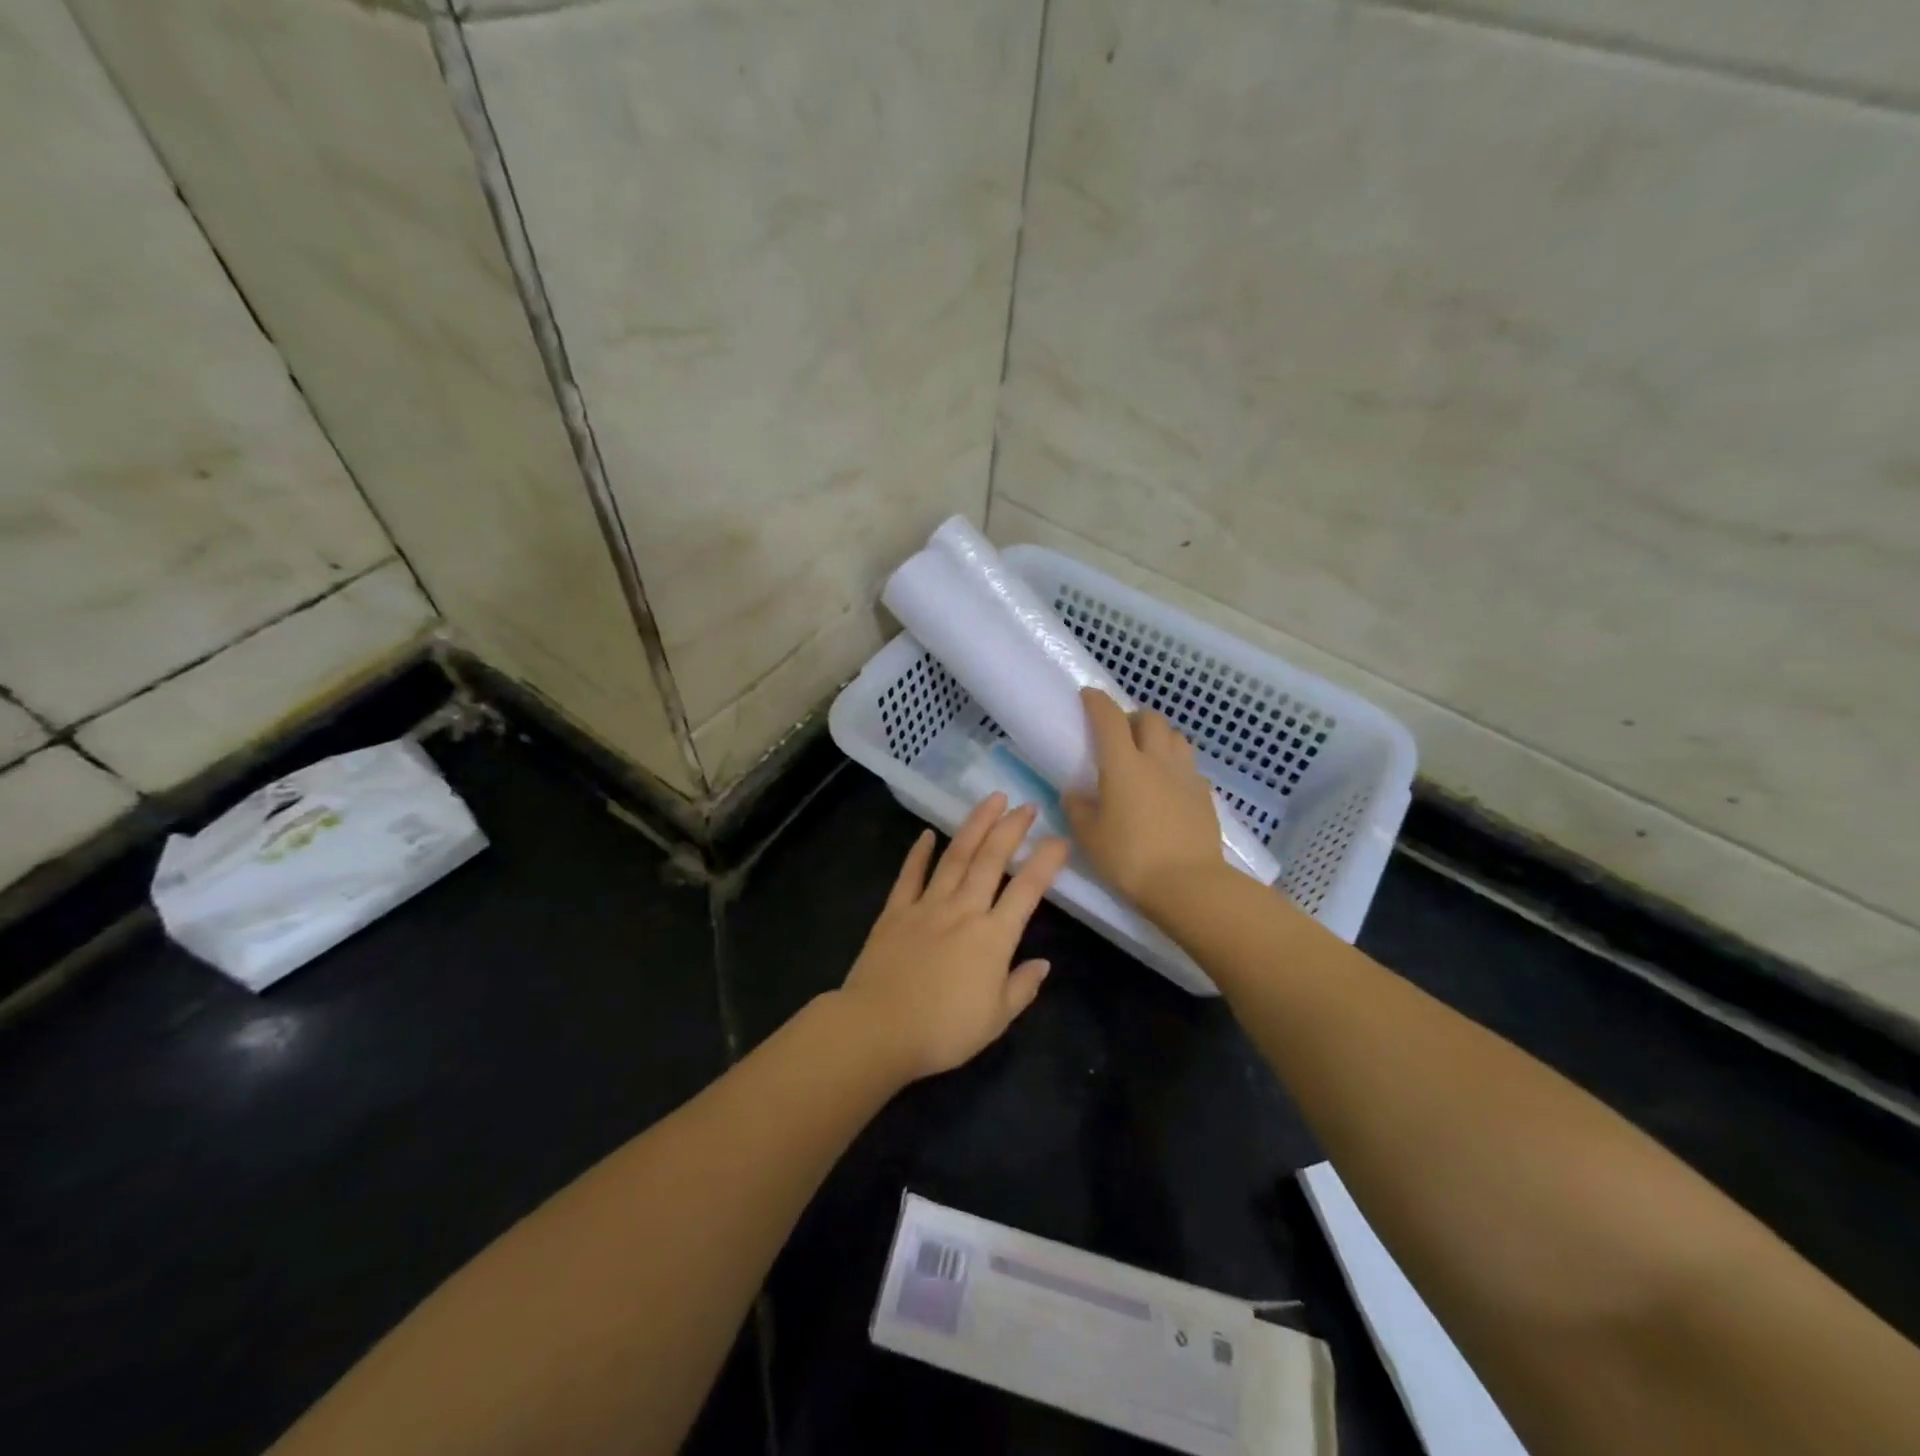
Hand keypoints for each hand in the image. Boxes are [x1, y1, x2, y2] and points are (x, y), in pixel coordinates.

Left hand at [837, 793, 1070, 1082]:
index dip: (1046, 861)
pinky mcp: (895, 911)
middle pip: (991, 860)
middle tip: (1027, 805)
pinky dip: (919, 852)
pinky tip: (927, 834)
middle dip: (1011, 828)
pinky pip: (910, 875)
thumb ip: (1022, 987)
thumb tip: (1043, 962)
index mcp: (993, 937)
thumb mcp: (996, 1020)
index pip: (1027, 889)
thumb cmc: (943, 1031)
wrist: (878, 1029)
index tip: (1060, 839)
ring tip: (991, 800)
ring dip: (975, 826)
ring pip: (955, 856)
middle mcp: (964, 910)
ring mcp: (927, 906)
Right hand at [1063, 688, 1223, 911]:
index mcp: (1124, 764)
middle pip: (1149, 718)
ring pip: (1175, 737)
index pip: (1109, 718)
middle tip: (1119, 734)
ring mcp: (1185, 775)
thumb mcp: (1089, 837)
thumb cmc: (1130, 858)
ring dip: (1158, 736)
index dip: (1097, 701)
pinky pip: (1188, 766)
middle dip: (1132, 717)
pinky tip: (1167, 785)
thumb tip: (1075, 793)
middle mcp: (1157, 760)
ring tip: (1146, 755)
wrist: (1188, 884)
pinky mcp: (1204, 794)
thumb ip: (1078, 809)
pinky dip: (1175, 765)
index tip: (1087, 695)